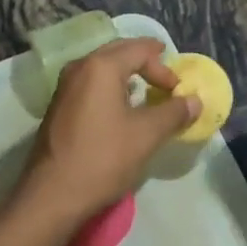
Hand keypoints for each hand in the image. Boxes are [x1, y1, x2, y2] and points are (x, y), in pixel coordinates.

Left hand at [17, 38, 197, 229]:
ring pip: (102, 67)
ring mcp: (65, 86)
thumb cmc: (102, 158)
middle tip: (166, 76)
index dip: (163, 67)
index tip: (178, 90)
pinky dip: (111, 87)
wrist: (52, 195)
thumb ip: (173, 113)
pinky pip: (91, 83)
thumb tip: (194, 100)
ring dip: (126, 74)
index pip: (139, 50)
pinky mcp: (59, 106)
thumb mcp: (146, 135)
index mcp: (100, 67)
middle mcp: (79, 67)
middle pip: (118, 51)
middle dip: (145, 61)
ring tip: (145, 91)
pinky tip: (120, 108)